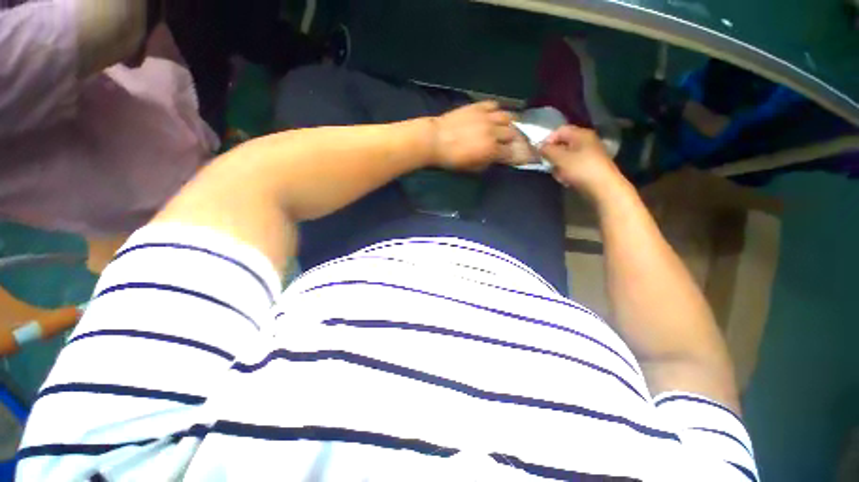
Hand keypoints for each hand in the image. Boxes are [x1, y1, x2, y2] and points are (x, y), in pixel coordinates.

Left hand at [430, 101, 515, 170]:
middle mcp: (493, 132)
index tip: (516, 156)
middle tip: (507, 142)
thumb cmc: (452, 159)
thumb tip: (495, 159)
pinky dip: (496, 110)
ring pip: (507, 116)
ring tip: (503, 127)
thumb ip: (487, 163)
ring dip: (507, 123)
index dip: (516, 155)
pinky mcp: (477, 107)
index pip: (512, 152)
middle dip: (512, 139)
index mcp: (491, 150)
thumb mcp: (471, 168)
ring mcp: (486, 117)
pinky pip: (493, 105)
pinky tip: (492, 115)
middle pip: (512, 133)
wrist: (435, 140)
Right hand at [541, 125, 623, 197]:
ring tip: (558, 175)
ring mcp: (589, 154)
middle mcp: (586, 141)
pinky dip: (567, 171)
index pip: (559, 130)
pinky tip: (566, 180)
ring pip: (566, 156)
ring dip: (559, 165)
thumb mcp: (560, 158)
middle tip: (549, 165)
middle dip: (553, 154)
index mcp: (581, 134)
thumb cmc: (580, 169)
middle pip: (563, 144)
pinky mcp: (590, 166)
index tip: (540, 153)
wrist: (603, 187)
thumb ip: (547, 150)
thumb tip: (539, 146)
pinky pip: (573, 165)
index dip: (547, 140)